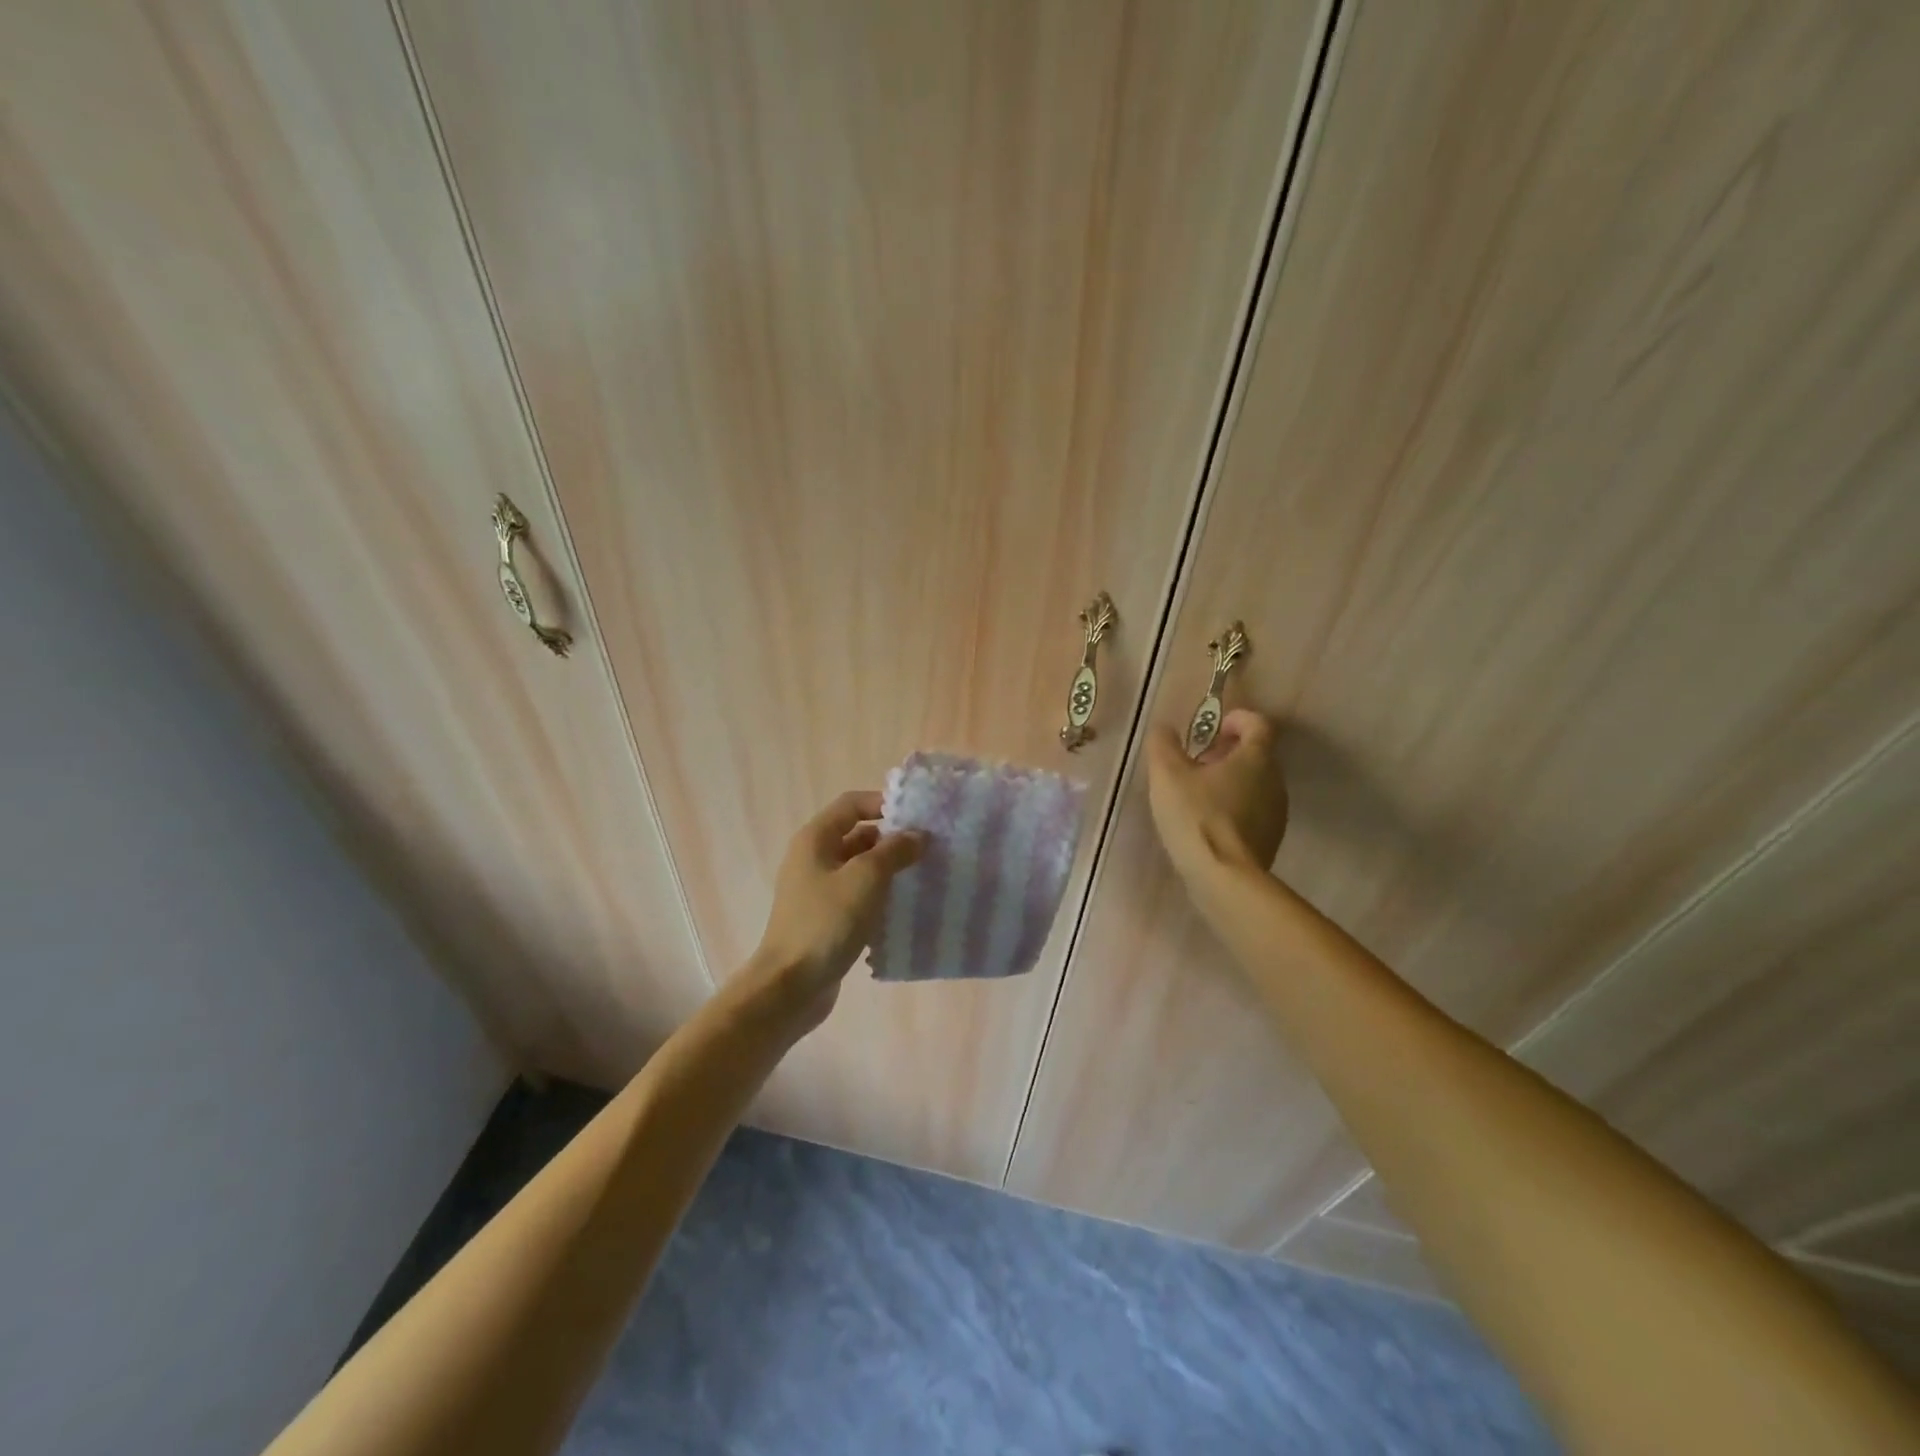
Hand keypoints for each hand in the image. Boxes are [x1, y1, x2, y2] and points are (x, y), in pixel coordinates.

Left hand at [745, 790, 923, 1032]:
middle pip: (857, 835)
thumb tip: (917, 835)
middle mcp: (813, 858)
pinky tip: (904, 909)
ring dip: (889, 870)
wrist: (790, 986)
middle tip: (928, 849)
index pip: (852, 804)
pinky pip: (857, 896)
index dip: (884, 803)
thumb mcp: (866, 879)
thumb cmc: (826, 923)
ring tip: (923, 877)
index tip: (917, 818)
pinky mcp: (825, 918)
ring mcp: (817, 890)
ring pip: (860, 868)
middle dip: (892, 839)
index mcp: (815, 839)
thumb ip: (894, 851)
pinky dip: (879, 896)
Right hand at [1146, 708, 1287, 887]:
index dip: (1236, 719)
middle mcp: (1275, 780)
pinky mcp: (1270, 838)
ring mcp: (1276, 812)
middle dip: (1227, 752)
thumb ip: (1164, 744)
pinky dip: (1234, 806)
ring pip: (1255, 784)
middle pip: (1256, 754)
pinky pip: (1253, 810)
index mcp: (1256, 757)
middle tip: (1196, 762)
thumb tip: (1165, 729)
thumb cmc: (1196, 816)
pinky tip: (1207, 823)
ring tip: (1197, 794)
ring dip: (1230, 781)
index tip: (1213, 728)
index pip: (1258, 723)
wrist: (1224, 878)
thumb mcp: (1167, 774)